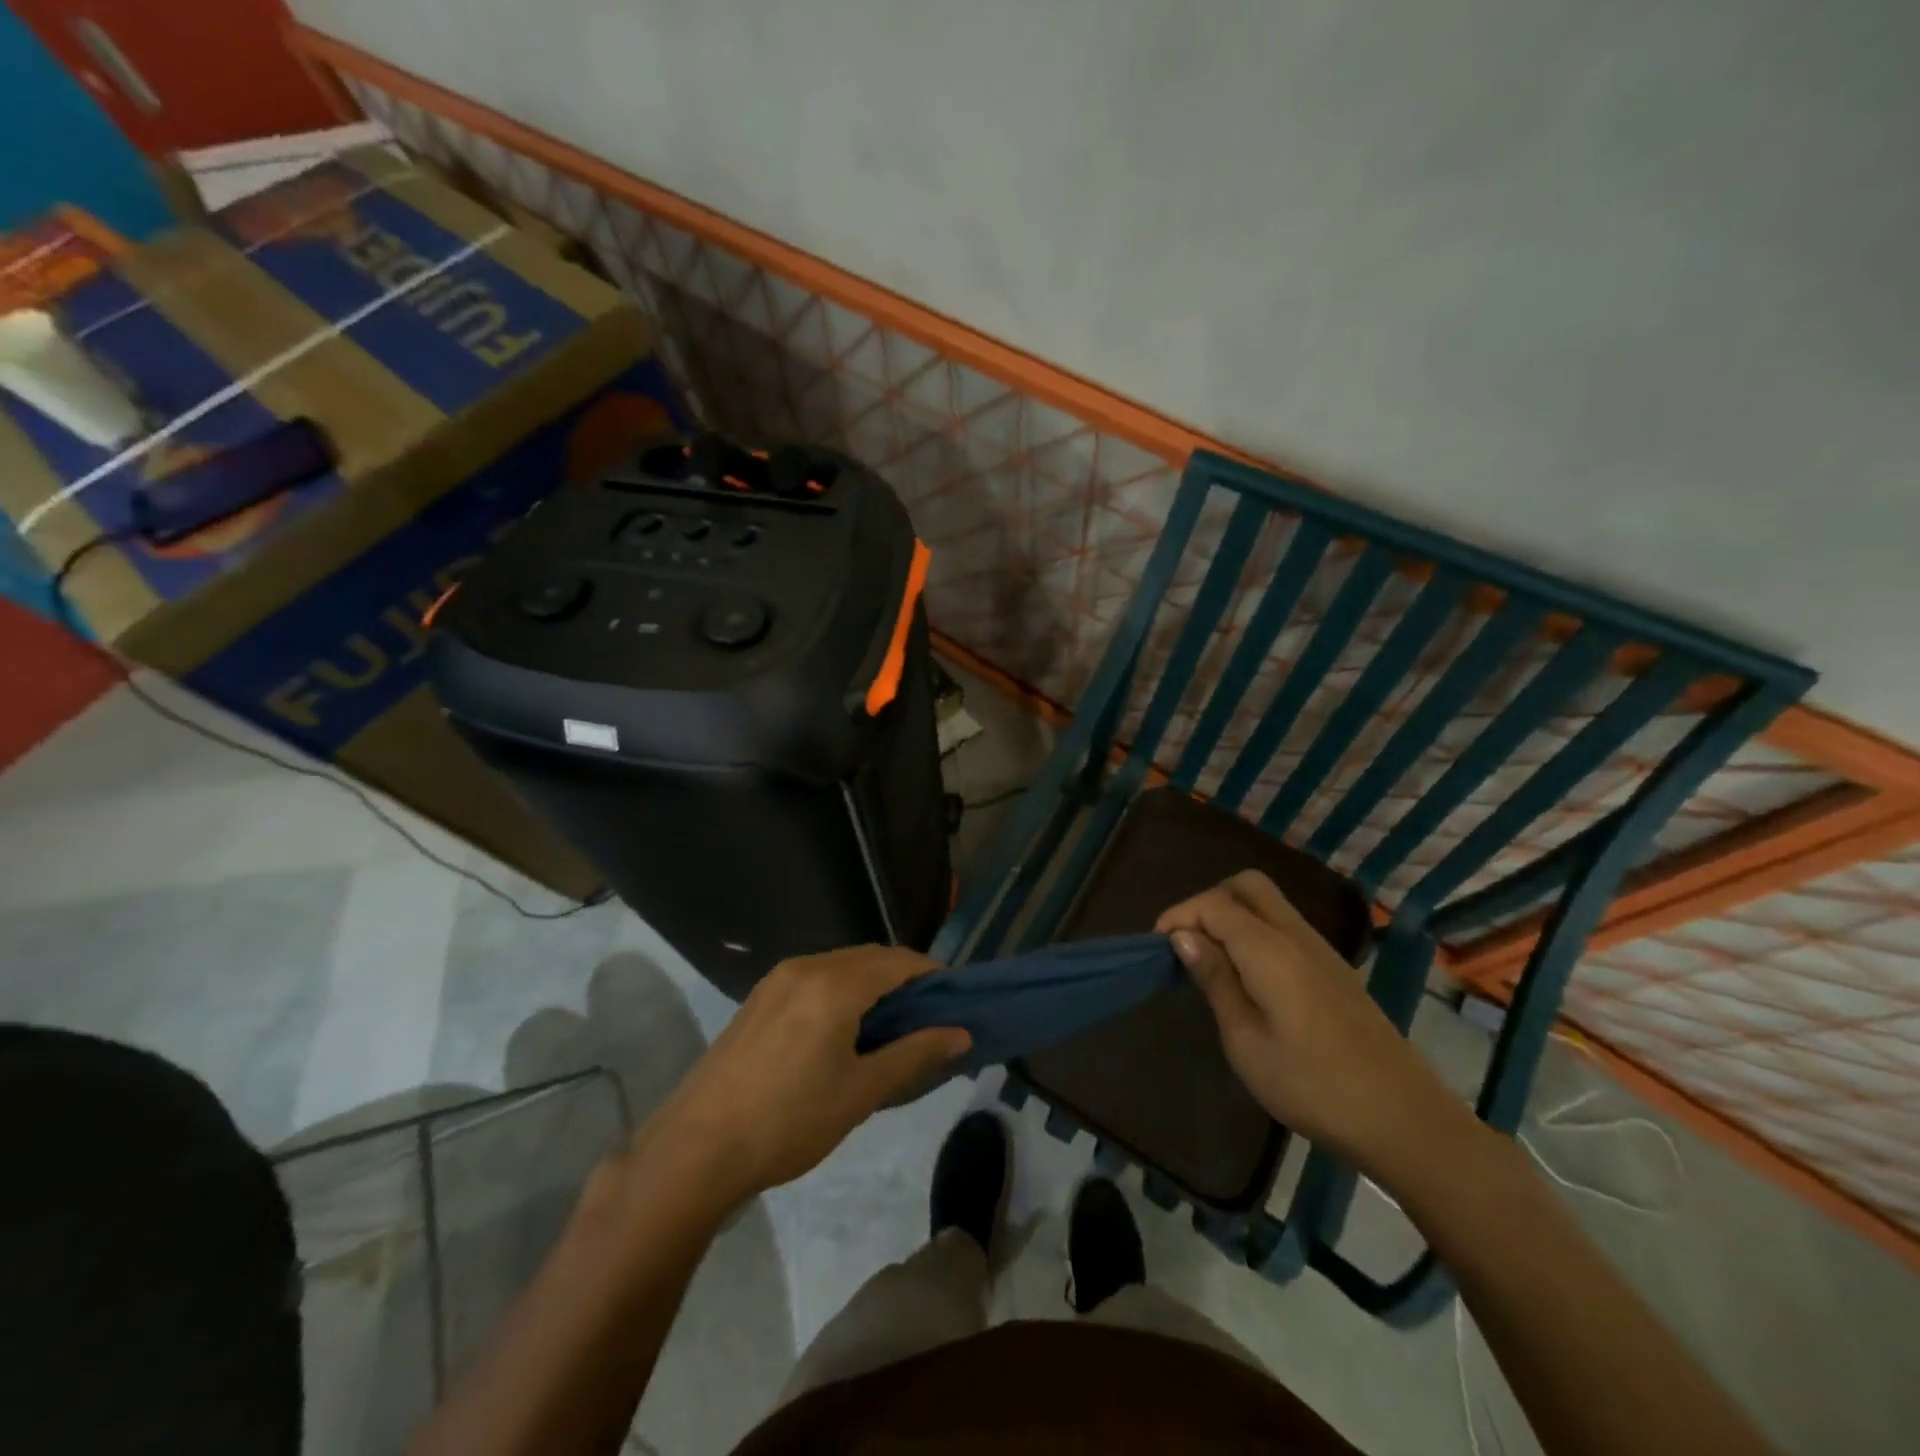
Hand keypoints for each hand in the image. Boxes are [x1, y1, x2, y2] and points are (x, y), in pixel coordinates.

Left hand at [633, 946, 970, 1212]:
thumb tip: (960, 1034)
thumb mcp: (860, 1092)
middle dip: (904, 976)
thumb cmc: (788, 1121)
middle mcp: (807, 967)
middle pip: (870, 957)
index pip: (898, 961)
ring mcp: (777, 979)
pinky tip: (846, 1025)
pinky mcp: (759, 997)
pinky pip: (815, 977)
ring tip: (893, 1023)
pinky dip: (843, 989)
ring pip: (841, 965)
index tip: (955, 999)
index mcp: (835, 984)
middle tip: (929, 1015)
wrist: (696, 1149)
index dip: (932, 974)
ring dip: (872, 982)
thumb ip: (914, 1054)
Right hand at [1157, 871, 1466, 1180]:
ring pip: (1269, 903)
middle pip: (1247, 886)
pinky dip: (1256, 932)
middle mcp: (1297, 936)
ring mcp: (1322, 950)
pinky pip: (1286, 927)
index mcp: (1270, 950)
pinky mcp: (1335, 969)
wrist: (1403, 1119)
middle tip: (1188, 944)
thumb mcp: (1246, 1041)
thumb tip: (1182, 936)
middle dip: (1208, 902)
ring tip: (1211, 962)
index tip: (1157, 948)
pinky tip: (1248, 977)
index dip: (1179, 915)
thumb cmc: (1312, 1085)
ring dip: (1233, 916)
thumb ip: (1215, 980)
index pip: (1214, 903)